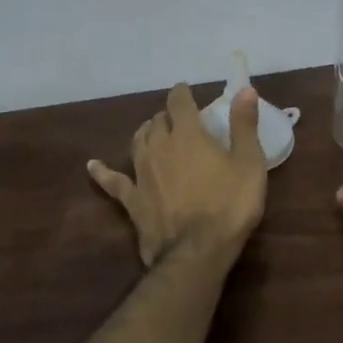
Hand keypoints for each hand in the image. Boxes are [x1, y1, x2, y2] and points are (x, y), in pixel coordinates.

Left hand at [89, 83, 267, 266]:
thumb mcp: (249, 163)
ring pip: (137, 142)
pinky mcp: (132, 200)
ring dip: (145, 133)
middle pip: (157, 121)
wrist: (196, 252)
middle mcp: (159, 147)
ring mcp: (141, 173)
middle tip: (179, 120)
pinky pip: (113, 182)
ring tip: (152, 132)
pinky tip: (93, 166)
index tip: (185, 90)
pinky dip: (102, 172)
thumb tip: (244, 90)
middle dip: (167, 116)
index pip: (179, 102)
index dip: (182, 93)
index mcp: (188, 134)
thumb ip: (244, 125)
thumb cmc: (229, 205)